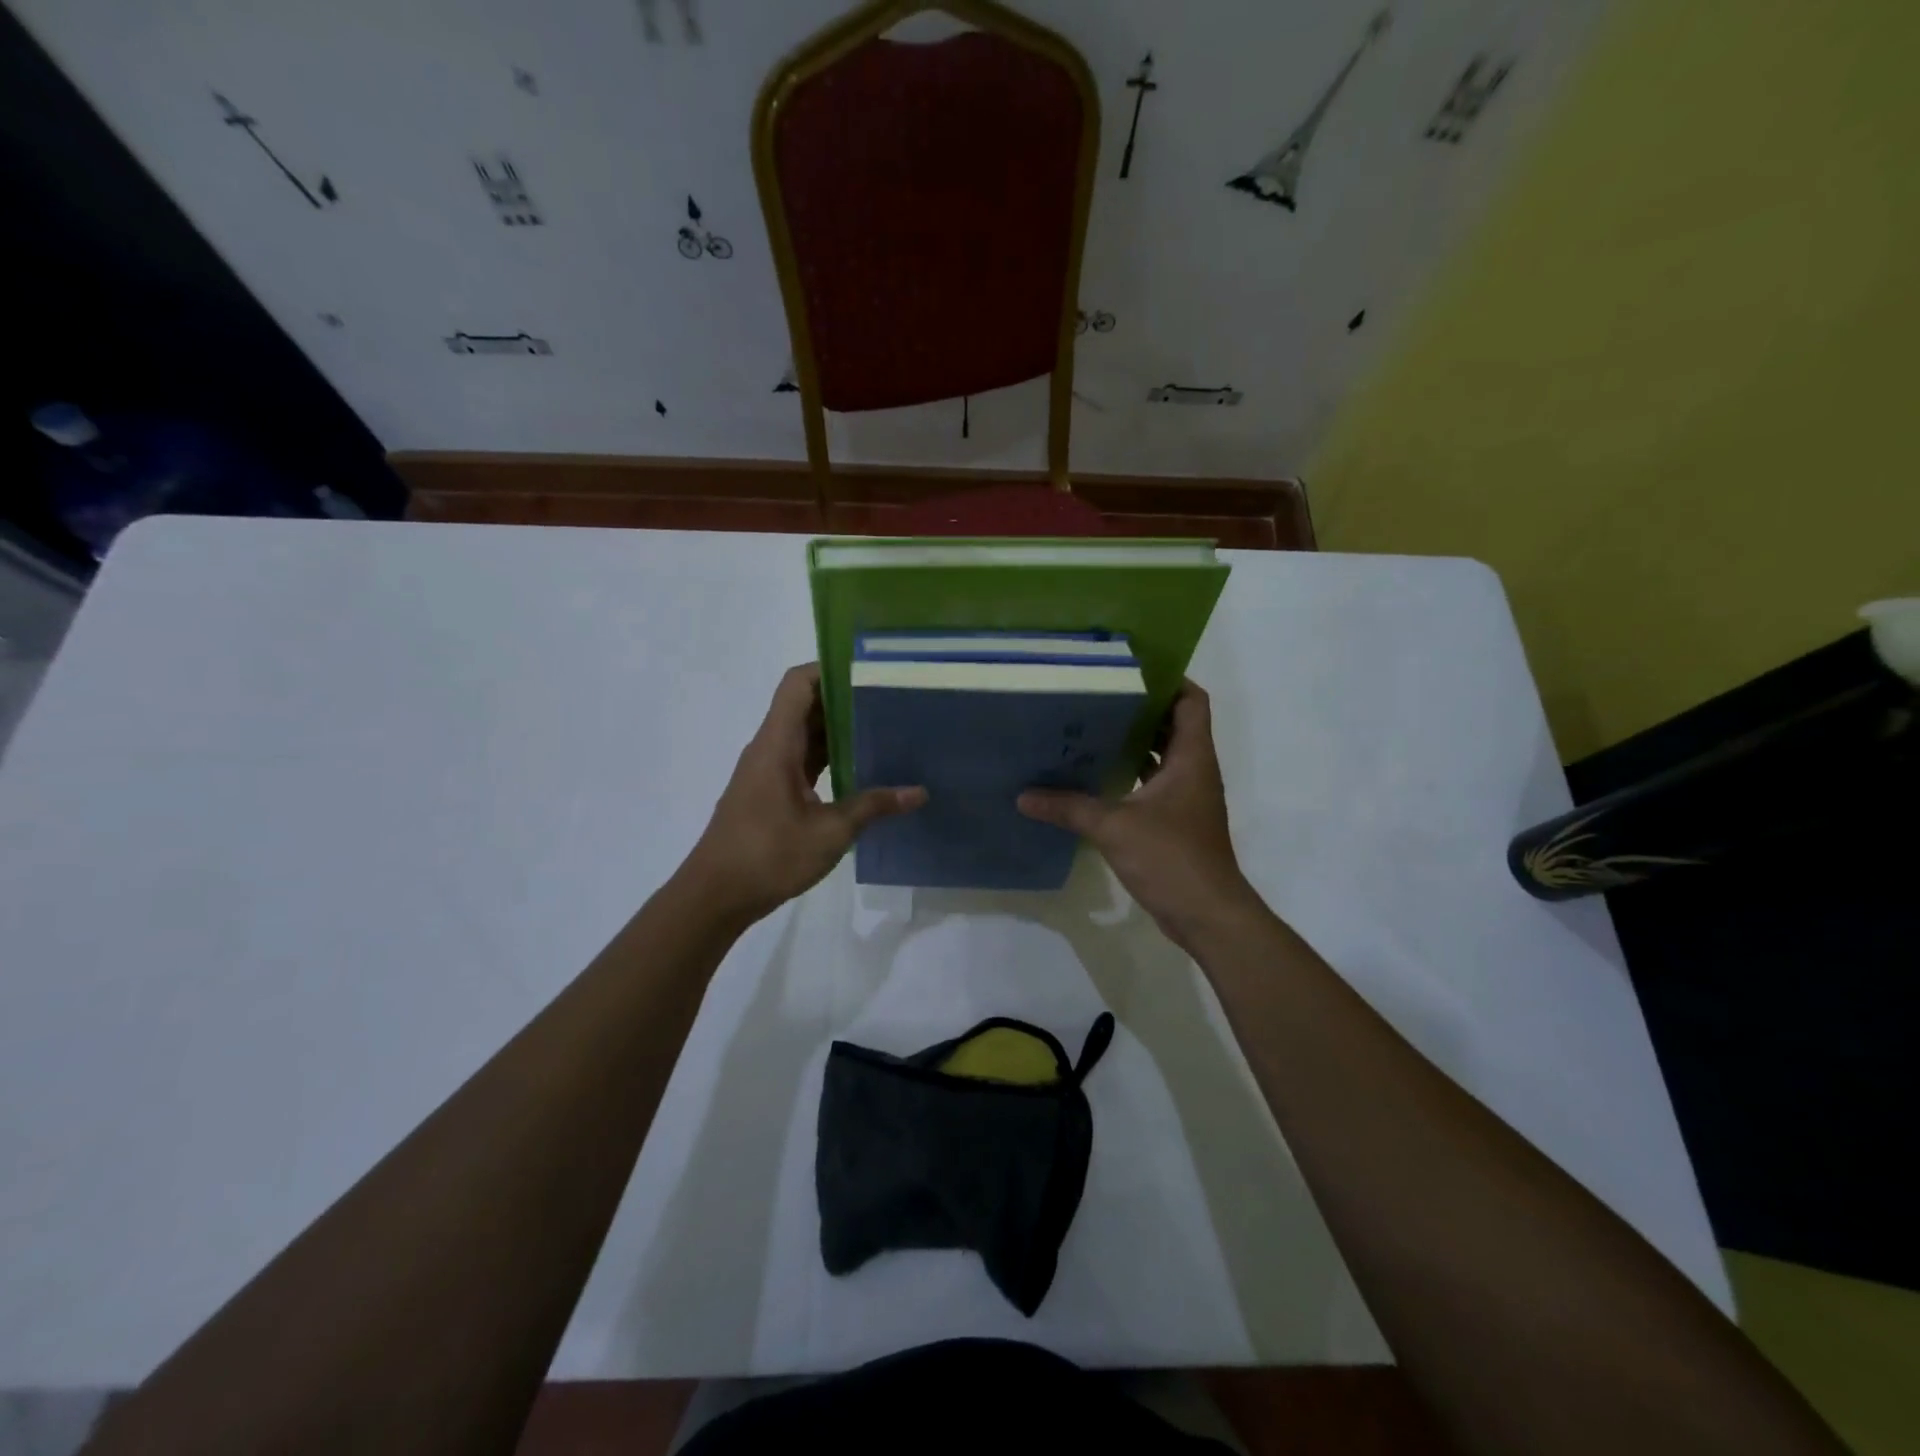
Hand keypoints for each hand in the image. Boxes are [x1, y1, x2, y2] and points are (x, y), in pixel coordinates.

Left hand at [681, 664, 925, 924]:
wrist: (715, 896)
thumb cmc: (767, 856)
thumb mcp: (829, 832)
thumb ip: (873, 806)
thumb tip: (919, 792)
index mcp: (777, 745)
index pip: (798, 684)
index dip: (829, 668)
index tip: (869, 671)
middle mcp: (769, 748)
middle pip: (805, 706)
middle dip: (845, 699)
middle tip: (890, 700)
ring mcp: (768, 770)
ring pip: (804, 734)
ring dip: (838, 730)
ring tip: (884, 729)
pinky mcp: (770, 792)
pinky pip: (802, 760)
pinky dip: (828, 757)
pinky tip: (860, 769)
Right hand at [1018, 681, 1259, 949]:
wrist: (1207, 914)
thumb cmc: (1171, 857)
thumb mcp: (1113, 827)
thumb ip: (1068, 807)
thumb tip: (1024, 796)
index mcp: (1192, 757)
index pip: (1191, 700)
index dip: (1168, 680)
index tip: (1129, 671)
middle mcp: (1194, 770)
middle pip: (1173, 724)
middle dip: (1139, 709)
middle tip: (1095, 697)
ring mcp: (1186, 797)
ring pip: (1162, 755)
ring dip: (1133, 743)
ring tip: (1089, 729)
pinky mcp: (1176, 821)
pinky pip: (1153, 784)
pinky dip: (1130, 775)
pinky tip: (1095, 777)